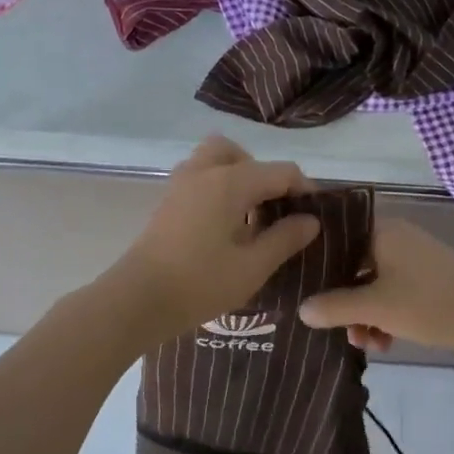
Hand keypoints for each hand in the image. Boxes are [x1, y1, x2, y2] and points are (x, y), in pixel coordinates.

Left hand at [103, 136, 319, 341]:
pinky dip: (216, 188)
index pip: (280, 171)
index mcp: (229, 182)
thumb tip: (310, 220)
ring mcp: (179, 185)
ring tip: (249, 216)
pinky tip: (224, 226)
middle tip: (273, 207)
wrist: (137, 300)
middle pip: (238, 153)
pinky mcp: (166, 202)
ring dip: (236, 177)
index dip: (303, 188)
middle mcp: (203, 172)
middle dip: (261, 172)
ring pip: (213, 161)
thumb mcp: (252, 267)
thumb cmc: (200, 283)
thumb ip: (284, 238)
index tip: (315, 214)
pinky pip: (198, 178)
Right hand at [299, 219, 453, 359]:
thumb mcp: (377, 308)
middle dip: (341, 301)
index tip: (298, 286)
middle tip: (334, 328)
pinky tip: (384, 344)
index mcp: (380, 231)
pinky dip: (384, 316)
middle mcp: (394, 239)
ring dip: (363, 315)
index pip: (334, 238)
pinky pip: (392, 294)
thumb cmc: (430, 302)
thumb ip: (335, 307)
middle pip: (351, 266)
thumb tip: (301, 310)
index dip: (315, 263)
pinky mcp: (426, 282)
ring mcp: (412, 260)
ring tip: (364, 344)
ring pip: (372, 285)